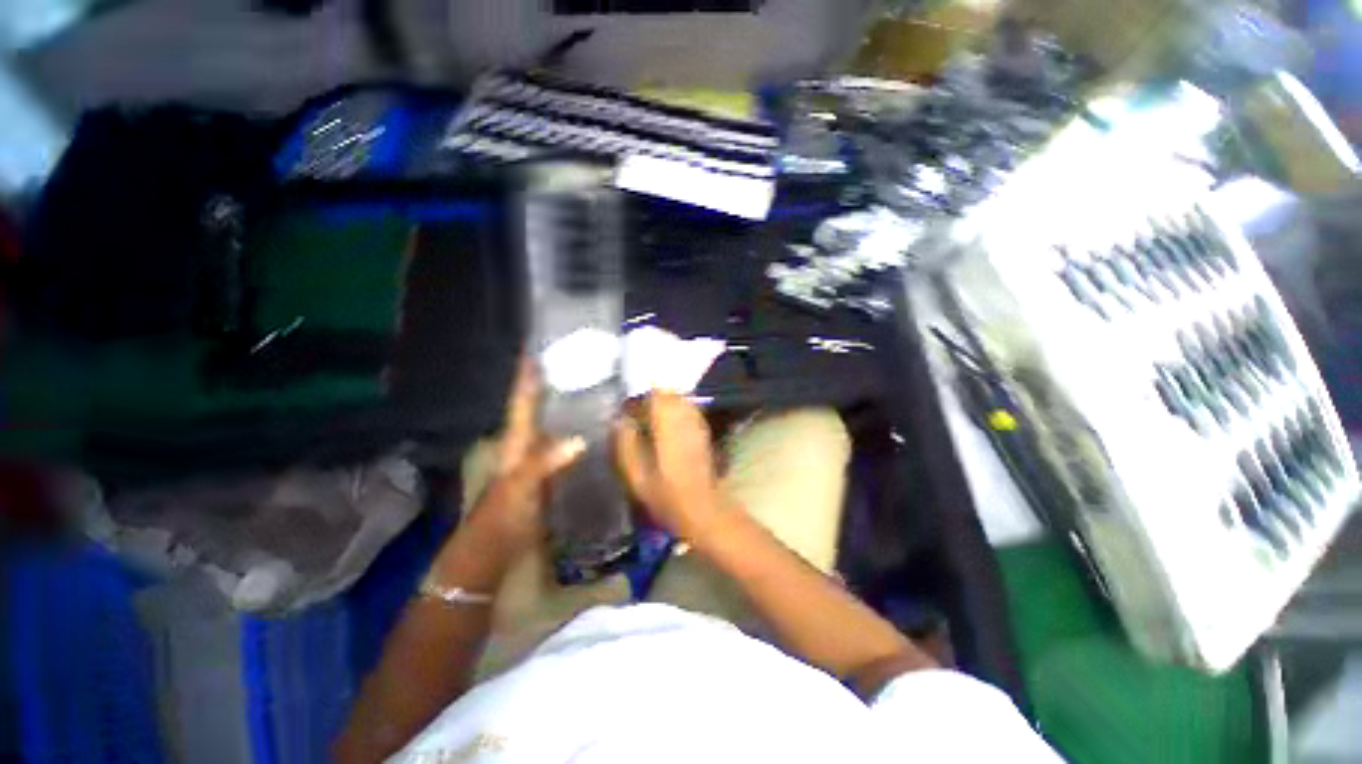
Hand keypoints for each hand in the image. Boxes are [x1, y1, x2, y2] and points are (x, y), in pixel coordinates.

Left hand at [460, 358, 584, 554]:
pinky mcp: (550, 478)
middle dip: (552, 384)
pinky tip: (595, 430)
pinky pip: (565, 447)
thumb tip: (579, 439)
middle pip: (538, 409)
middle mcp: (527, 446)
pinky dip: (577, 433)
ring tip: (592, 387)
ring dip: (567, 406)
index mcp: (516, 443)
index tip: (536, 349)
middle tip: (578, 361)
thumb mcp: (518, 491)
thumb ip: (543, 464)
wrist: (490, 559)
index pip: (522, 402)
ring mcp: (538, 463)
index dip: (527, 377)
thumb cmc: (498, 523)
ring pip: (553, 426)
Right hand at [613, 392, 724, 539]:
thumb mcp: (636, 474)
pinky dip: (677, 413)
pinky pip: (689, 411)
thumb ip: (625, 443)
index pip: (654, 394)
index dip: (639, 399)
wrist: (702, 508)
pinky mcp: (704, 432)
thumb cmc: (666, 494)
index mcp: (666, 423)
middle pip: (669, 394)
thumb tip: (618, 420)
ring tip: (651, 422)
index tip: (627, 411)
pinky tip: (668, 430)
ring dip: (665, 405)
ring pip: (680, 400)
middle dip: (652, 399)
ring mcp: (697, 423)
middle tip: (638, 416)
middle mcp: (684, 417)